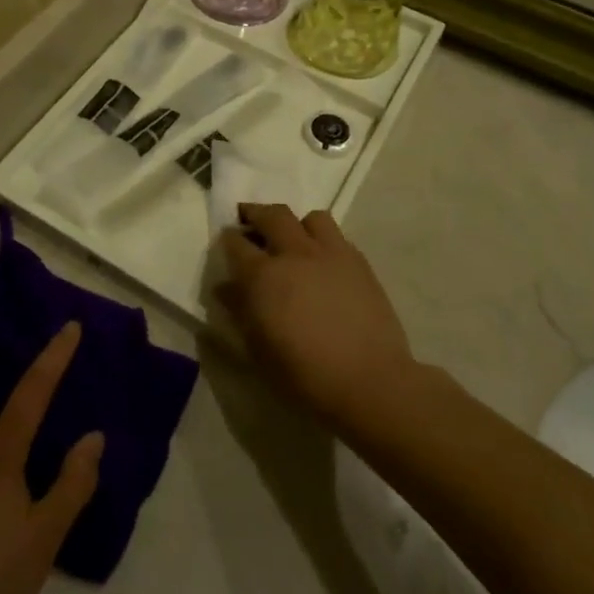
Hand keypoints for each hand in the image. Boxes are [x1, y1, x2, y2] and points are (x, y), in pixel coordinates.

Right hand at [217, 205, 412, 425]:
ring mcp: (331, 254)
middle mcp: (295, 253)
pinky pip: (338, 237)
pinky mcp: (359, 263)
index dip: (228, 239)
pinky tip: (324, 262)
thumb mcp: (258, 349)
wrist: (368, 381)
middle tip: (250, 219)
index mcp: (263, 275)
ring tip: (294, 239)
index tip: (227, 241)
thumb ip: (240, 311)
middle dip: (256, 213)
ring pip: (311, 218)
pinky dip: (325, 242)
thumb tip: (225, 288)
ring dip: (297, 224)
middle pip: (272, 215)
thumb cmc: (304, 374)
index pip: (236, 242)